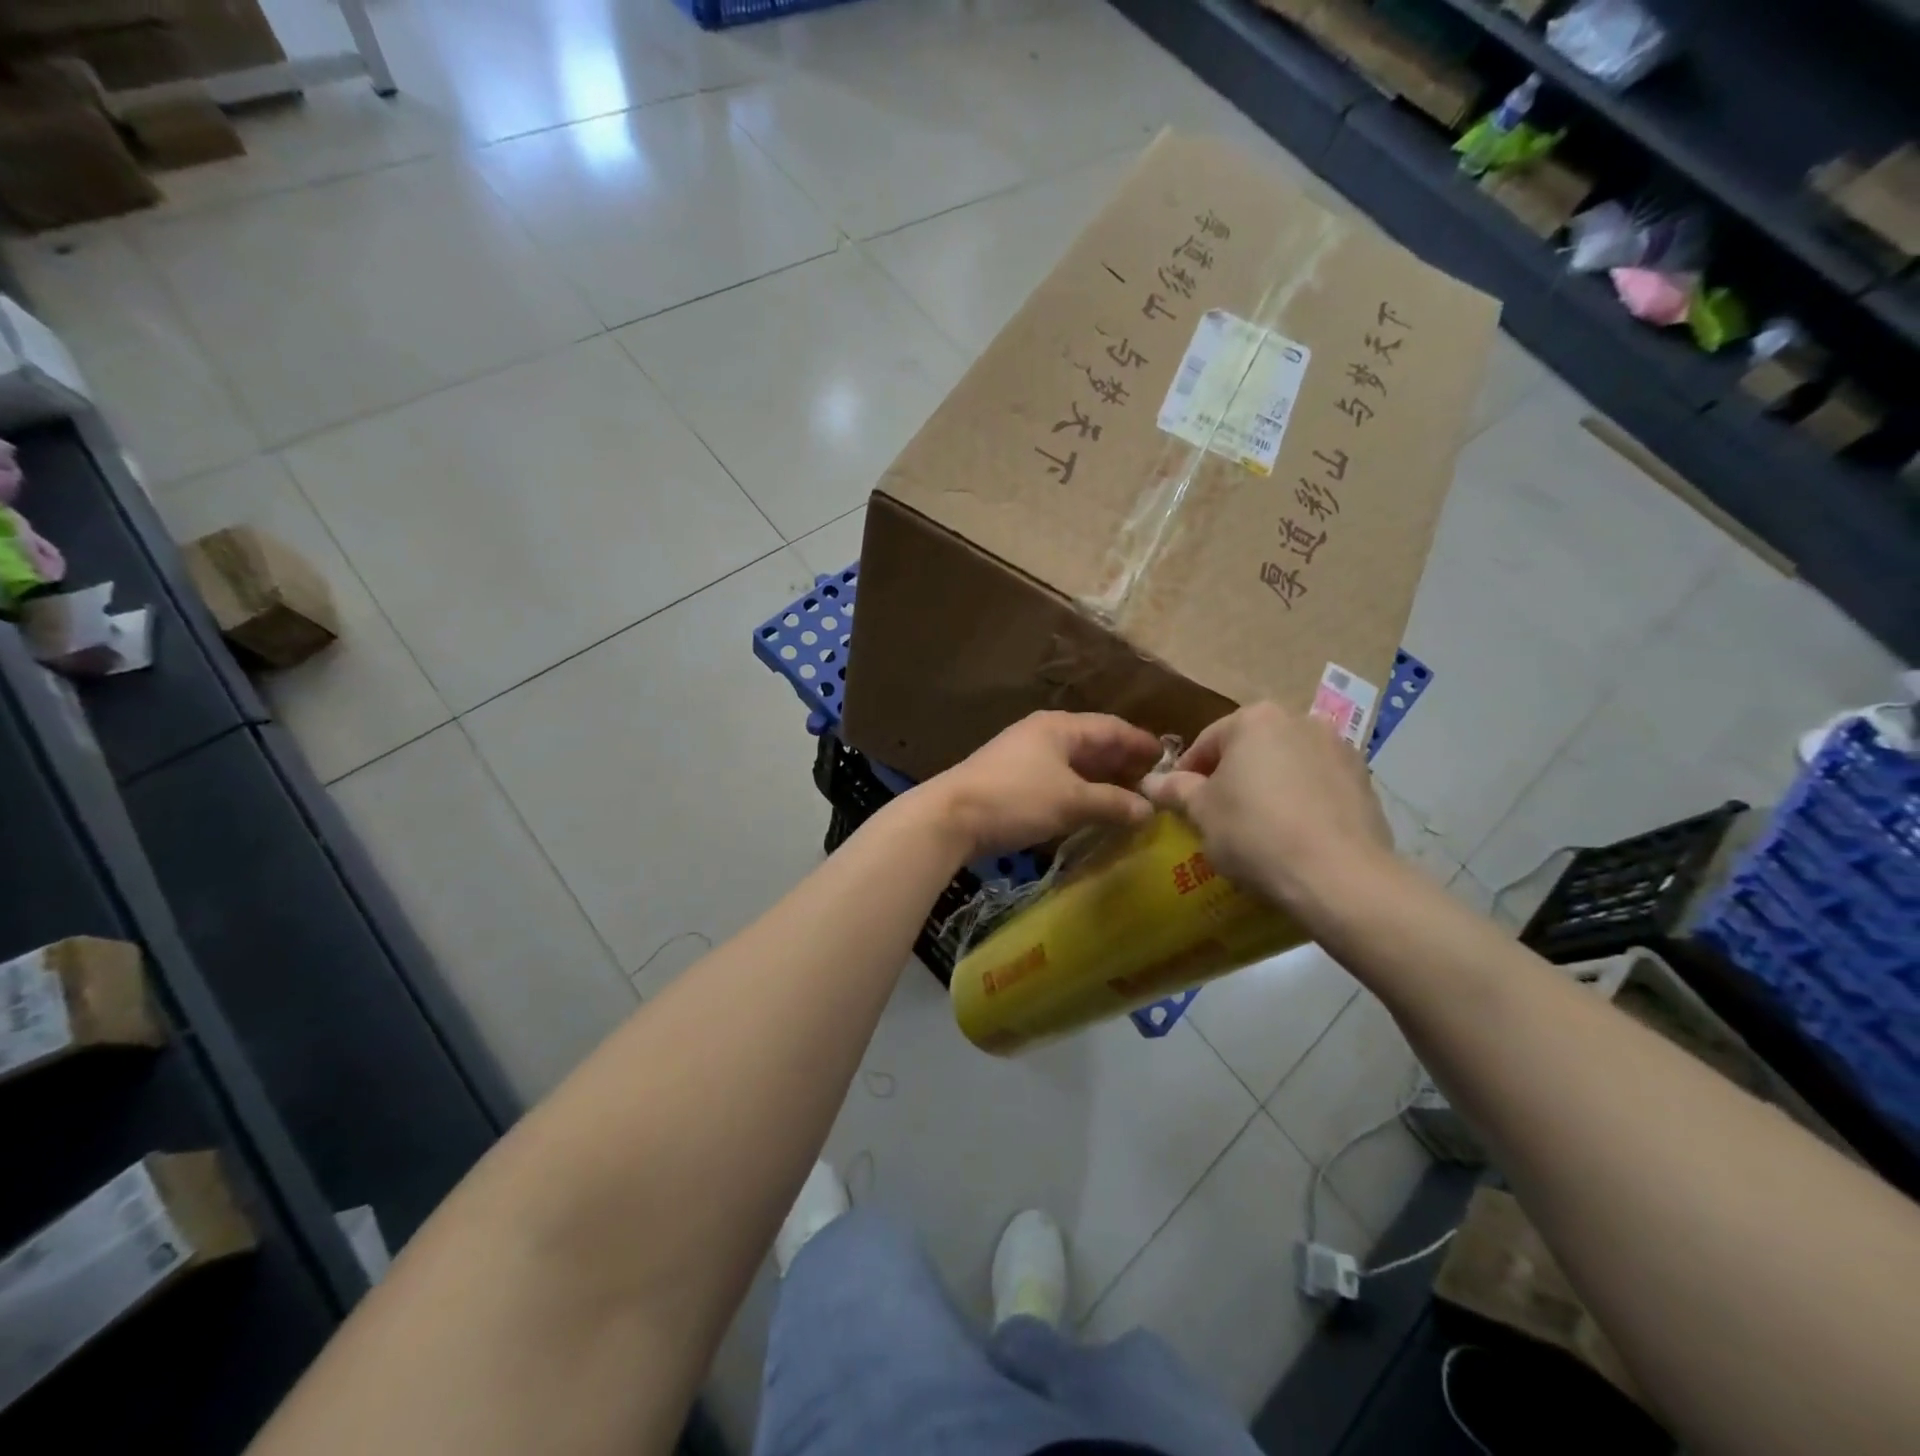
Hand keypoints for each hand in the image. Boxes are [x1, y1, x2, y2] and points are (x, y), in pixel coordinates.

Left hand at [920, 711, 1162, 859]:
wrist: (950, 817)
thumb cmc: (1016, 799)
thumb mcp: (1071, 802)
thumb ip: (1113, 804)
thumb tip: (1149, 810)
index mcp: (1060, 727)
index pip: (1112, 728)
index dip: (1141, 744)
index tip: (1169, 761)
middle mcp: (1043, 734)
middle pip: (1093, 744)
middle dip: (1123, 764)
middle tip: (1153, 786)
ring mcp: (1024, 756)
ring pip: (1074, 764)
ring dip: (1101, 781)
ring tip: (1129, 800)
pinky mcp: (1011, 779)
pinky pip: (1057, 779)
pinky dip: (1078, 792)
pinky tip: (1090, 810)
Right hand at [1141, 703, 1393, 912]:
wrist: (1340, 875)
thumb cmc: (1255, 833)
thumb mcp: (1202, 813)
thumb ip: (1176, 790)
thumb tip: (1149, 781)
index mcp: (1254, 719)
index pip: (1207, 741)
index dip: (1187, 773)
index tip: (1181, 803)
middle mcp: (1299, 719)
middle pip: (1250, 747)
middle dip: (1232, 775)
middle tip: (1218, 814)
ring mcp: (1339, 747)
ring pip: (1287, 763)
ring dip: (1269, 784)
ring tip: (1259, 825)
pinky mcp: (1365, 779)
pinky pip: (1318, 783)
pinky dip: (1302, 799)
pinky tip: (1295, 832)